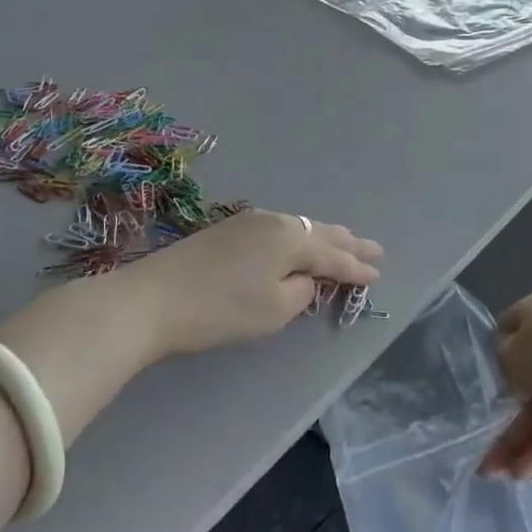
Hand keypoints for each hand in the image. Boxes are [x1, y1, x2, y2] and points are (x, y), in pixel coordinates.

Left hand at [124, 209, 383, 357]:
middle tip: (375, 250)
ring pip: (298, 227)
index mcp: (290, 239)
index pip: (333, 255)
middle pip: (319, 233)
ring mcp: (248, 221)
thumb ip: (302, 291)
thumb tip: (307, 278)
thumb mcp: (273, 310)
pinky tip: (299, 243)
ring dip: (323, 237)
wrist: (153, 298)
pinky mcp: (227, 229)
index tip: (378, 274)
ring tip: (345, 242)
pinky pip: (278, 229)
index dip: (356, 268)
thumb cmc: (220, 309)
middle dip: (348, 243)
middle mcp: (273, 221)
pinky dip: (298, 237)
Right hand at [480, 291, 531, 478]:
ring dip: (521, 438)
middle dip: (505, 413)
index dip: (495, 355)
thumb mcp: (512, 357)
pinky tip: (523, 472)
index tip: (485, 385)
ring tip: (495, 474)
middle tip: (483, 447)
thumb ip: (503, 361)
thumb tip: (513, 366)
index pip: (508, 327)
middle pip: (529, 374)